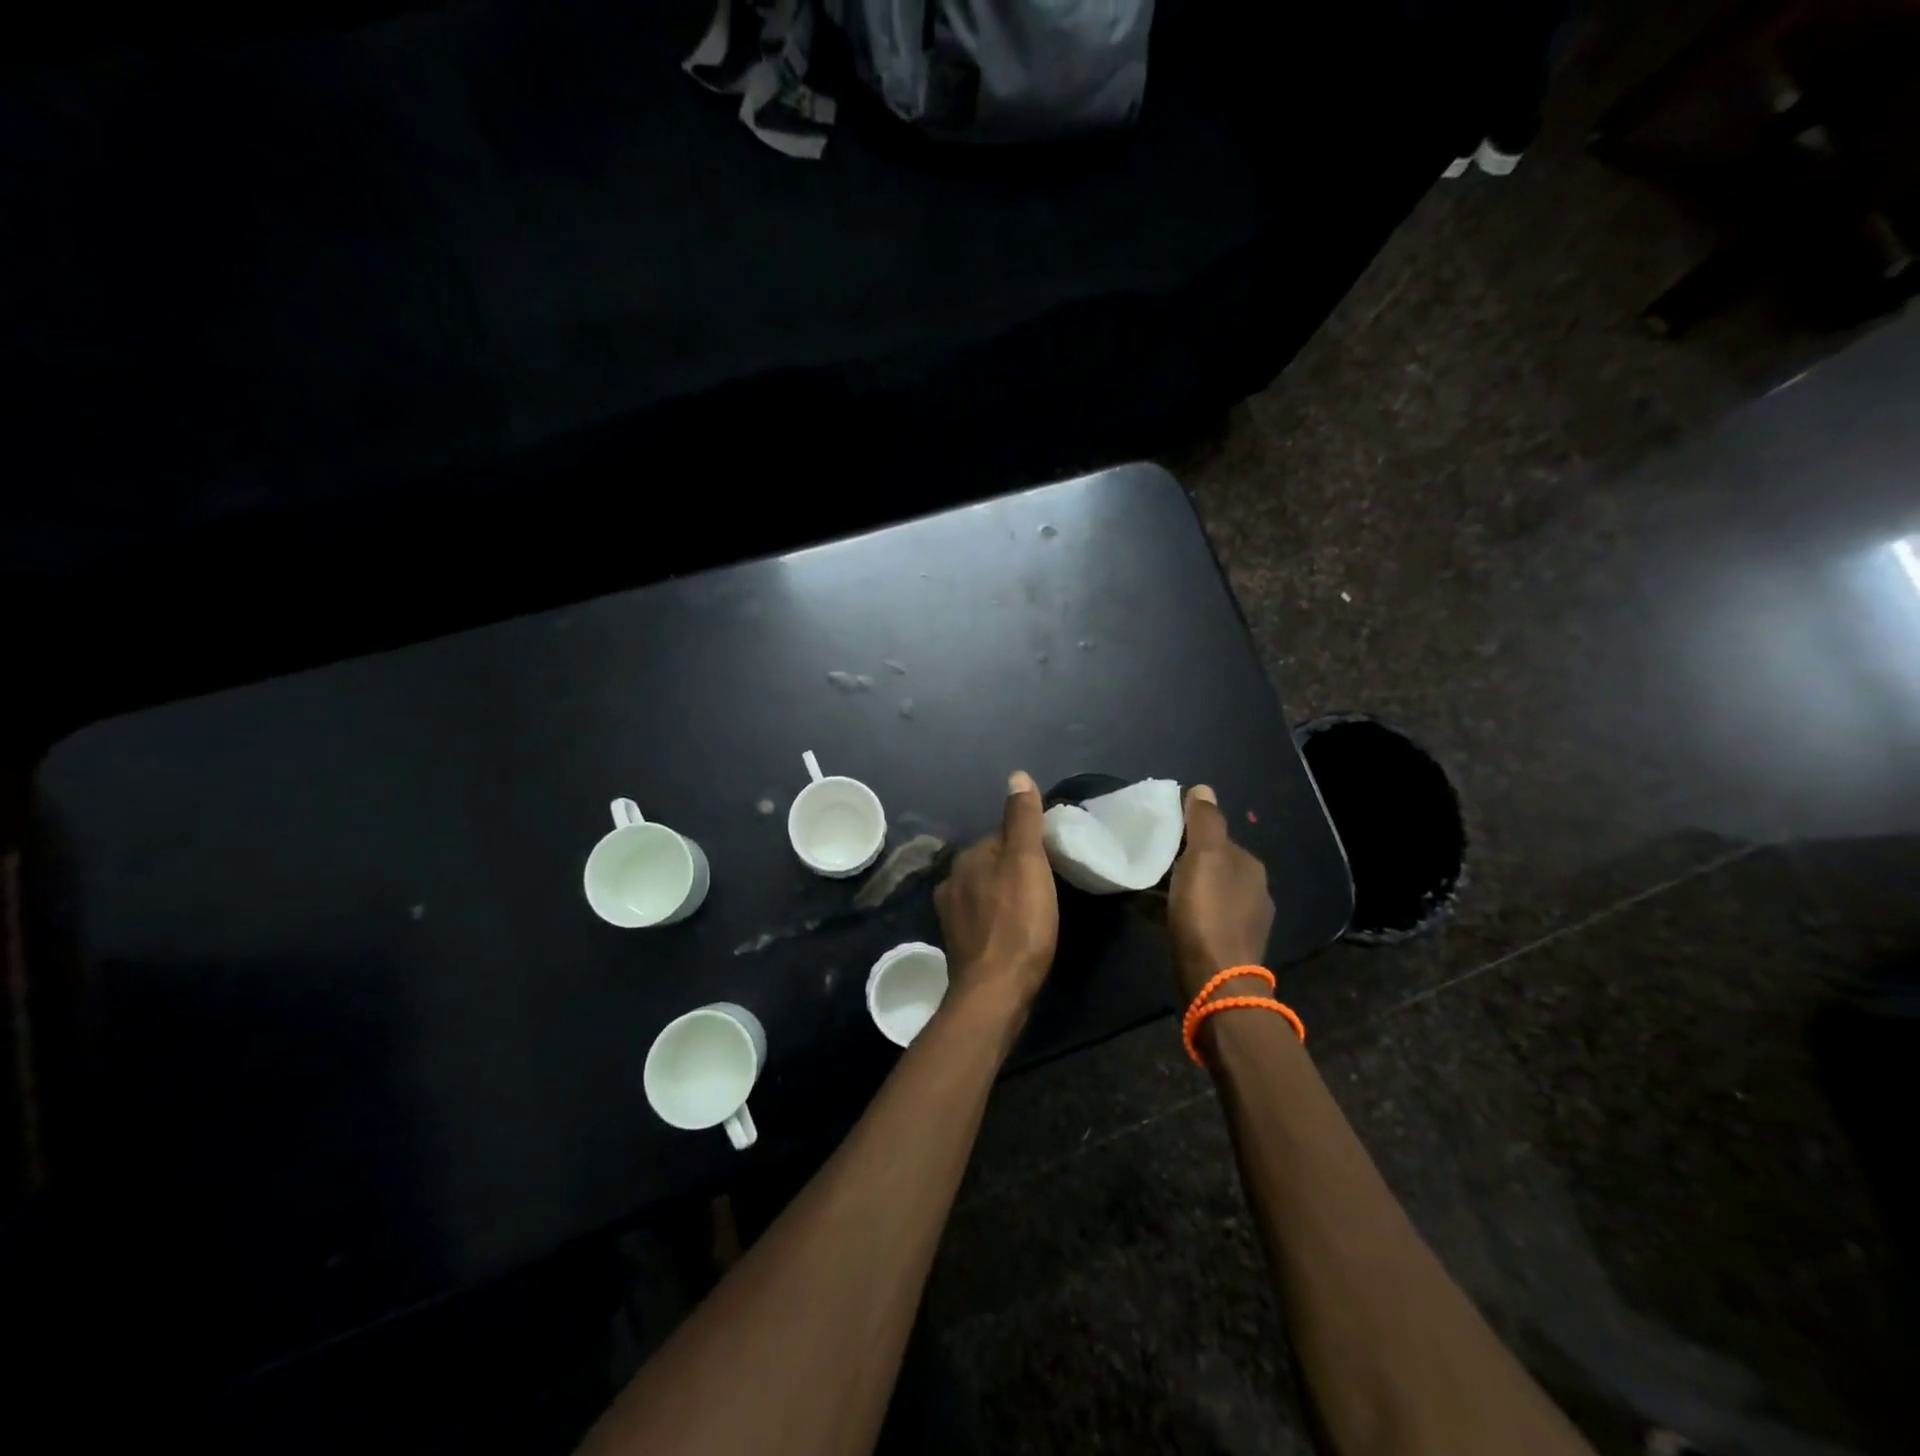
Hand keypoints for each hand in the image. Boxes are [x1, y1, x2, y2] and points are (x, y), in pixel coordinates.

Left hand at [934, 771, 1058, 1025]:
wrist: (995, 991)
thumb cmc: (1018, 922)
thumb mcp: (1027, 863)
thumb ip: (1022, 820)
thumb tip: (1016, 775)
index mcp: (968, 858)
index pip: (1002, 838)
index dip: (1029, 847)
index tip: (1051, 862)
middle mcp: (952, 880)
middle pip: (992, 864)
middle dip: (1014, 870)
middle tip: (1047, 889)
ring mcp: (951, 914)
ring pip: (985, 891)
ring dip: (1005, 896)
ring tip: (1033, 912)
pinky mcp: (958, 944)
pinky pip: (982, 918)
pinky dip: (997, 919)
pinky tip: (1013, 933)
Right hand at [1167, 784, 1274, 1002]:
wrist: (1215, 982)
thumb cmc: (1207, 914)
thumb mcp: (1204, 858)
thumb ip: (1205, 822)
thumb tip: (1204, 789)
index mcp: (1249, 866)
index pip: (1217, 836)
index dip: (1189, 830)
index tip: (1158, 829)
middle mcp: (1252, 891)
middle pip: (1211, 864)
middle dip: (1182, 858)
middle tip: (1147, 854)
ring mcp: (1240, 922)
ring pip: (1203, 891)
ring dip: (1177, 885)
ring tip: (1143, 881)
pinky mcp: (1224, 946)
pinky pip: (1196, 916)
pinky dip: (1175, 909)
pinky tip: (1151, 911)